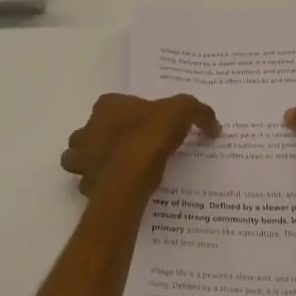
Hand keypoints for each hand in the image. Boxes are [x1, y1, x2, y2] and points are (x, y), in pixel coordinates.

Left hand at [62, 93, 220, 198]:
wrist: (131, 174)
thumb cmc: (151, 135)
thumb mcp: (183, 112)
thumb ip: (199, 113)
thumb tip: (214, 125)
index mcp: (107, 106)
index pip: (112, 105)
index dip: (127, 115)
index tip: (144, 127)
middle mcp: (88, 128)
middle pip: (91, 131)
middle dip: (104, 139)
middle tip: (129, 149)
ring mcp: (82, 157)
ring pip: (81, 158)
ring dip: (95, 163)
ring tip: (119, 170)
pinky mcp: (86, 183)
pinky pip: (90, 184)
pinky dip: (101, 186)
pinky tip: (120, 190)